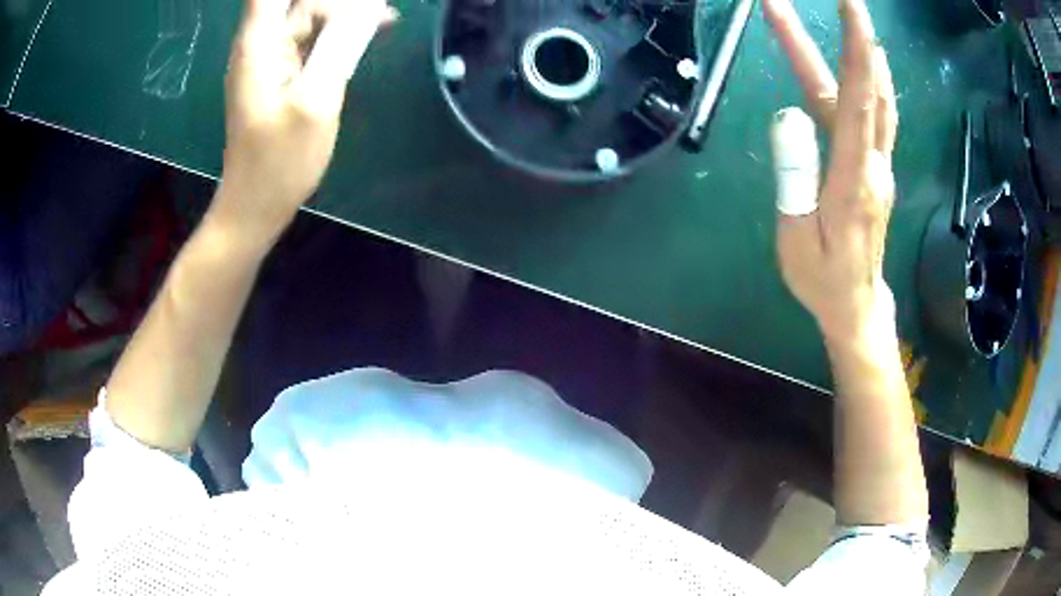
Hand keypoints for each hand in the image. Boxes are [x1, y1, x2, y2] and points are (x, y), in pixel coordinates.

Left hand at [218, 0, 396, 241]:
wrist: (256, 205)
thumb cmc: (280, 161)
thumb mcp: (316, 99)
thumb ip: (341, 43)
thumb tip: (370, 3)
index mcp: (260, 42)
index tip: (353, 3)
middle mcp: (261, 42)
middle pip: (301, 0)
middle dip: (341, 2)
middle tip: (382, 13)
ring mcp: (270, 58)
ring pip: (310, 14)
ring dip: (346, 13)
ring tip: (386, 18)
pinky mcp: (282, 73)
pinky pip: (313, 36)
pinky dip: (340, 31)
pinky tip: (371, 31)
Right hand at [765, 0, 897, 342]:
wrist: (857, 305)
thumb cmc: (822, 278)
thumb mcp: (797, 238)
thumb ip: (794, 177)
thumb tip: (788, 115)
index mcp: (852, 179)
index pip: (857, 101)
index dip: (854, 50)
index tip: (849, 7)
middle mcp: (874, 163)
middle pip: (865, 90)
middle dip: (852, 36)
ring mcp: (880, 163)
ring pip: (877, 98)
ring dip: (863, 51)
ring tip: (851, 16)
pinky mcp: (877, 167)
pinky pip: (879, 114)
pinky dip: (872, 78)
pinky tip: (868, 59)